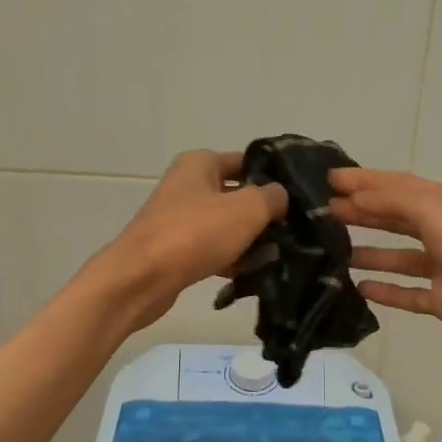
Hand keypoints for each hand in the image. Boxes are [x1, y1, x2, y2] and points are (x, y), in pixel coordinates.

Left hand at [96, 150, 287, 332]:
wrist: (141, 279)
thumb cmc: (195, 233)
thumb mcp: (247, 209)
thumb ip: (272, 197)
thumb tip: (280, 196)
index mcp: (199, 163)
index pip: (246, 161)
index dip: (273, 176)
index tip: (300, 197)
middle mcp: (187, 186)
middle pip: (237, 196)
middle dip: (264, 214)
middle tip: (294, 232)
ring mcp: (179, 219)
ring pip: (226, 226)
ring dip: (249, 241)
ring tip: (278, 257)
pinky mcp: (175, 251)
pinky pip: (212, 250)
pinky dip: (230, 260)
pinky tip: (251, 276)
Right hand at [329, 168, 441, 364]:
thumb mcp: (436, 209)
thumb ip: (393, 199)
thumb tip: (355, 195)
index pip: (399, 184)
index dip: (364, 180)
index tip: (328, 179)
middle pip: (398, 217)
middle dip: (363, 212)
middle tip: (323, 213)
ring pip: (401, 256)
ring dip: (370, 251)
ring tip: (333, 250)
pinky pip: (409, 293)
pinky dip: (386, 289)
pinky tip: (359, 288)